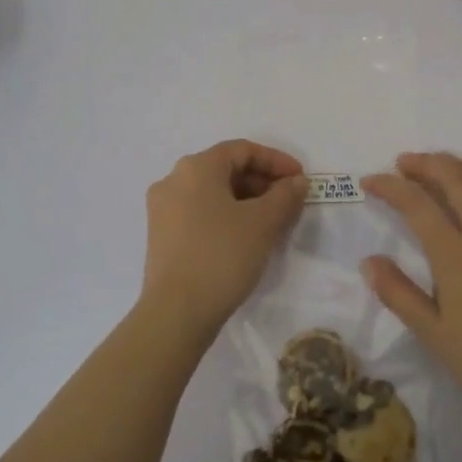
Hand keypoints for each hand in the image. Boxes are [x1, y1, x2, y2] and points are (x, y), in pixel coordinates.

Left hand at [139, 140, 308, 341]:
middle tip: (289, 202)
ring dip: (246, 200)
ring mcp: (163, 209)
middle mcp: (174, 180)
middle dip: (261, 182)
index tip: (300, 179)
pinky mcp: (161, 235)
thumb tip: (296, 182)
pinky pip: (199, 212)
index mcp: (196, 167)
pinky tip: (245, 237)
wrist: (176, 312)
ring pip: (212, 193)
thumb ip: (285, 196)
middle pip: (225, 169)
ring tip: (272, 221)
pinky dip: (226, 216)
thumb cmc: (222, 255)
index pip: (242, 150)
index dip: (276, 161)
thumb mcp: (263, 223)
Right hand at [361, 152, 461, 420]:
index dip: (391, 187)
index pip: (417, 206)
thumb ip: (397, 292)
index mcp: (455, 255)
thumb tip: (368, 260)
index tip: (370, 181)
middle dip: (427, 165)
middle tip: (405, 163)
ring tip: (443, 165)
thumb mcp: (430, 332)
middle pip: (457, 182)